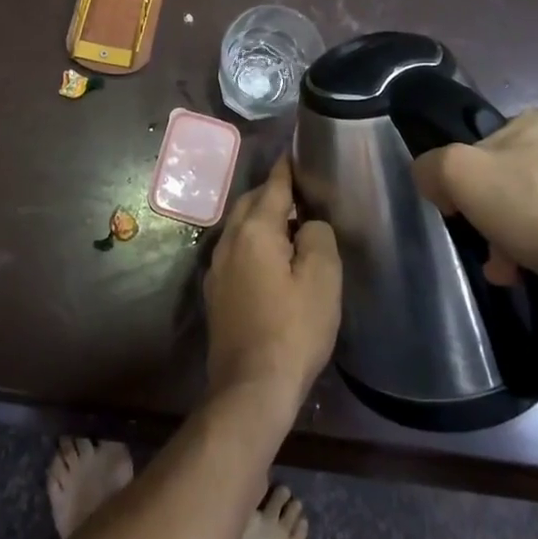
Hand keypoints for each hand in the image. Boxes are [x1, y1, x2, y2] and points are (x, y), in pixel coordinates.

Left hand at [204, 156, 341, 419]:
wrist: (251, 387)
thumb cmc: (293, 330)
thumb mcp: (322, 280)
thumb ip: (318, 237)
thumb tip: (307, 223)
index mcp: (254, 230)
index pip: (273, 186)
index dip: (287, 168)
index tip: (296, 152)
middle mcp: (228, 240)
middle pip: (250, 202)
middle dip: (272, 192)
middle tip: (300, 192)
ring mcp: (217, 267)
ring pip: (239, 226)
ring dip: (261, 217)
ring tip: (289, 223)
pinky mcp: (215, 291)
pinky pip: (235, 250)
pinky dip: (252, 242)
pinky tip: (269, 258)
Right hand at [412, 105, 537, 310]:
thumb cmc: (533, 208)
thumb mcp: (458, 173)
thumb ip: (432, 166)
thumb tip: (434, 180)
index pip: (490, 143)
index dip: (469, 177)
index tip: (463, 209)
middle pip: (515, 177)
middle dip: (495, 213)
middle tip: (486, 243)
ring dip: (516, 235)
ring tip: (508, 266)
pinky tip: (534, 270)